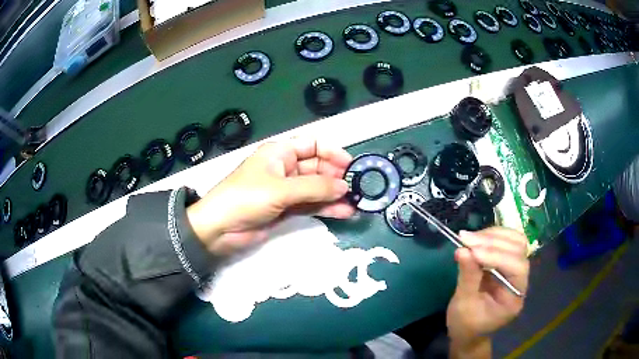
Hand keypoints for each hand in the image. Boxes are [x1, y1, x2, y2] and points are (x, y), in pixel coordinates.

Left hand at [186, 138, 354, 255]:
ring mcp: (286, 190)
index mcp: (280, 153)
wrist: (219, 229)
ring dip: (334, 195)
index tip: (351, 166)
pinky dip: (326, 208)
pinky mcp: (285, 209)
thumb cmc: (246, 198)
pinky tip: (343, 213)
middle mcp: (285, 168)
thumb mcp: (280, 189)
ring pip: (316, 188)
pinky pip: (310, 205)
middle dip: (336, 177)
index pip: (312, 145)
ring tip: (355, 204)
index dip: (332, 153)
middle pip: (317, 167)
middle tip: (357, 189)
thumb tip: (345, 186)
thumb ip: (315, 187)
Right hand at [446, 227, 529, 354]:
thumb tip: (462, 249)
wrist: (468, 332)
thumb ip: (467, 277)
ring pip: (515, 241)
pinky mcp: (507, 263)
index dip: (496, 255)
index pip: (516, 267)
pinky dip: (492, 236)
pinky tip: (477, 239)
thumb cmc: (465, 325)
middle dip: (492, 242)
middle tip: (465, 239)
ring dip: (493, 235)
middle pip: (518, 250)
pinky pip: (506, 242)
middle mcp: (521, 281)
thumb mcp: (463, 305)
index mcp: (514, 298)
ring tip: (469, 237)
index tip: (471, 250)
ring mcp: (515, 270)